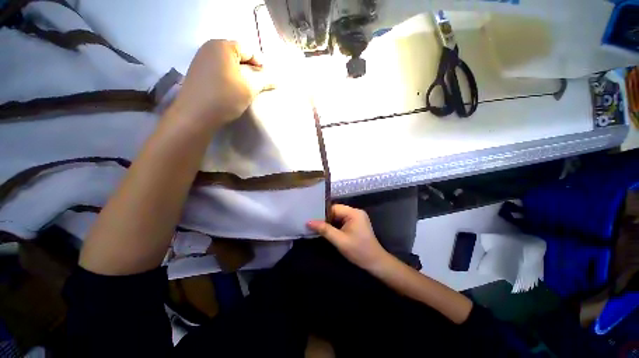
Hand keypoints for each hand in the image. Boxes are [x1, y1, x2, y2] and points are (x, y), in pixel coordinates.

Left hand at [170, 40, 273, 127]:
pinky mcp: (196, 73)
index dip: (260, 64)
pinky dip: (228, 78)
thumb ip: (264, 80)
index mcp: (222, 46)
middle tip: (258, 85)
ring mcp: (200, 60)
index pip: (248, 50)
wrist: (195, 115)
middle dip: (250, 70)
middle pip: (237, 56)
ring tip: (246, 89)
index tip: (267, 79)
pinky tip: (231, 91)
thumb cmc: (225, 97)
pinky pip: (218, 70)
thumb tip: (276, 79)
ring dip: (239, 75)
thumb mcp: (249, 88)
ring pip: (227, 64)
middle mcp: (209, 48)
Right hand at [307, 204, 390, 271]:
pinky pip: (342, 221)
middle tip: (313, 224)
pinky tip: (328, 231)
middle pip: (336, 211)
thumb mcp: (340, 240)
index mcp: (354, 213)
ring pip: (338, 216)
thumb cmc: (358, 251)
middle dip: (326, 218)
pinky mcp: (356, 223)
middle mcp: (356, 212)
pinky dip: (335, 225)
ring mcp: (357, 217)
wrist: (375, 262)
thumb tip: (309, 222)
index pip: (334, 208)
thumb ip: (324, 230)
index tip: (312, 219)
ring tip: (318, 227)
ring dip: (330, 222)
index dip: (323, 213)